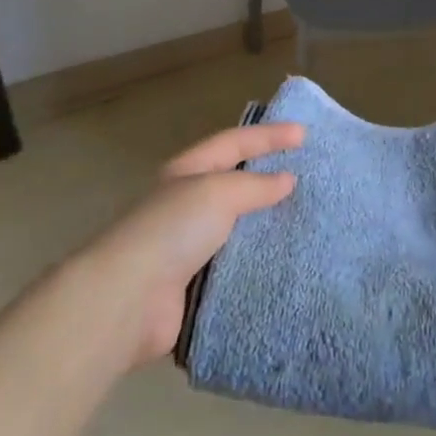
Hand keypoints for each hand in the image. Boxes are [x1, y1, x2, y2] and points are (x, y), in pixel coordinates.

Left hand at [76, 122, 302, 370]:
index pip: (234, 142)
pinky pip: (235, 266)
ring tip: (305, 220)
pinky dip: (258, 262)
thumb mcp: (218, 192)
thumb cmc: (172, 230)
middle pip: (235, 183)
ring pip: (238, 227)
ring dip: (266, 224)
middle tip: (308, 175)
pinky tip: (284, 263)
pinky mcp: (194, 285)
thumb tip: (286, 180)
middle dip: (269, 177)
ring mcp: (189, 246)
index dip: (269, 135)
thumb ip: (255, 185)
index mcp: (187, 172)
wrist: (128, 300)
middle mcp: (187, 204)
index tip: (304, 135)